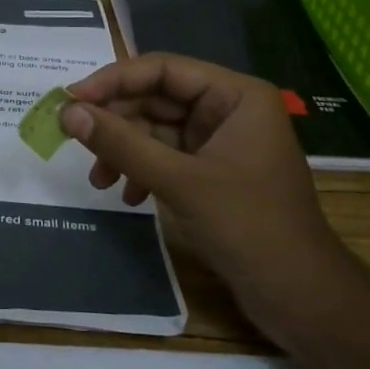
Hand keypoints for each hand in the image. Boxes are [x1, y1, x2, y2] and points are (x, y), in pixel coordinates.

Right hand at [61, 54, 340, 306]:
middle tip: (72, 137)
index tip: (71, 99)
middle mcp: (229, 110)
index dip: (114, 80)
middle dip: (117, 121)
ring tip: (99, 179)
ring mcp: (222, 142)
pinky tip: (127, 195)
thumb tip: (68, 112)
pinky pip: (168, 156)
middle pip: (158, 98)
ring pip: (158, 130)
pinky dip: (143, 170)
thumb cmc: (248, 227)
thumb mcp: (178, 181)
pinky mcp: (215, 173)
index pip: (163, 69)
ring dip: (125, 150)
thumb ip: (121, 143)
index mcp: (235, 95)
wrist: (301, 299)